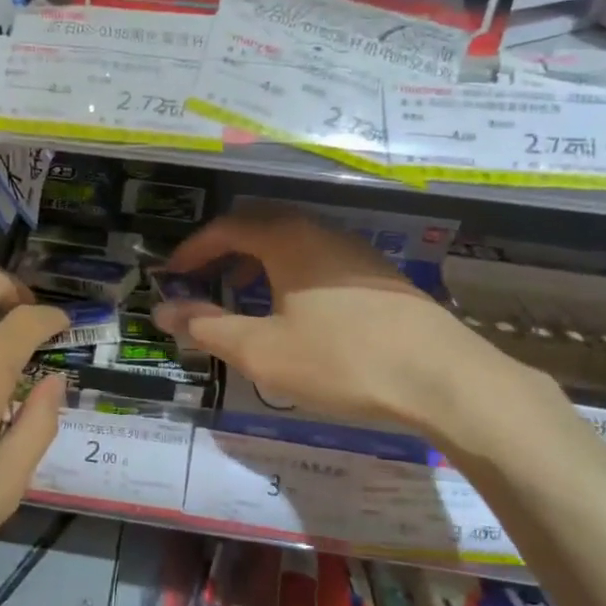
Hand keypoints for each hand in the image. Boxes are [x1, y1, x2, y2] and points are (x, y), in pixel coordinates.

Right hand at [153, 212, 556, 457]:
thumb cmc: (341, 359)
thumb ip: (207, 327)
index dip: (192, 250)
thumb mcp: (262, 350)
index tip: (170, 275)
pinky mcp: (379, 275)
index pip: (226, 227)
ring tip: (244, 299)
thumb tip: (162, 311)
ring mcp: (354, 251)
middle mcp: (320, 231)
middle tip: (203, 283)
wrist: (443, 378)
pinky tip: (296, 313)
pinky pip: (318, 261)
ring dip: (258, 265)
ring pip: (292, 244)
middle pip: (259, 227)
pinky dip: (290, 276)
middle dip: (224, 253)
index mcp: (287, 238)